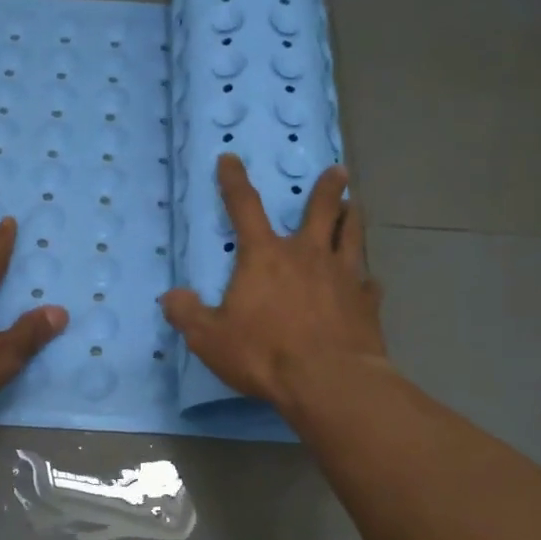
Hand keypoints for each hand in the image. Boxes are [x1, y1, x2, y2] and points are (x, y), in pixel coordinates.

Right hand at [160, 155, 386, 409]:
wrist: (327, 381)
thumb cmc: (263, 354)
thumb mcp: (209, 338)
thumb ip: (188, 314)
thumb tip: (171, 297)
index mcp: (264, 257)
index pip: (244, 207)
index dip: (234, 181)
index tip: (231, 158)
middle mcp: (307, 256)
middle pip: (320, 210)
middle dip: (327, 188)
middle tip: (337, 171)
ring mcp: (343, 276)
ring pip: (352, 235)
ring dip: (352, 217)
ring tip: (354, 206)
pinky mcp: (366, 303)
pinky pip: (369, 283)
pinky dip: (366, 279)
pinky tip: (369, 282)